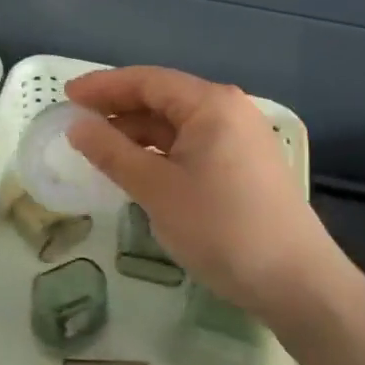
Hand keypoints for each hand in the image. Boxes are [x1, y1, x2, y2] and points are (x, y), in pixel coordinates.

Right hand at [65, 66, 348, 315]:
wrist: (299, 284)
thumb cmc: (222, 228)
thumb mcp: (157, 189)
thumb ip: (112, 153)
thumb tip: (77, 126)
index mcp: (211, 104)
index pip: (146, 80)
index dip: (103, 86)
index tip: (66, 96)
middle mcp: (229, 110)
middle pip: (163, 97)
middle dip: (118, 108)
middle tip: (78, 122)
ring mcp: (241, 138)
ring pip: (177, 123)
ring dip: (137, 131)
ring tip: (101, 148)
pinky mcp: (245, 165)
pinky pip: (192, 144)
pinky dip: (160, 150)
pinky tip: (139, 168)